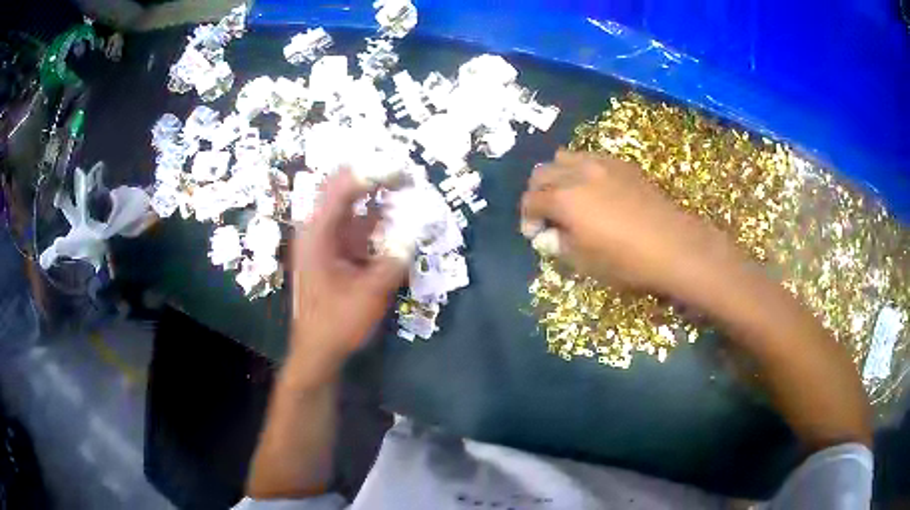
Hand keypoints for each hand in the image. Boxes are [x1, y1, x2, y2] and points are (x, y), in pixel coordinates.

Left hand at [289, 169, 405, 370]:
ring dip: (374, 199)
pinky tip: (393, 223)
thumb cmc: (337, 323)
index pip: (343, 187)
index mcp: (318, 234)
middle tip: (404, 177)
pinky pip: (353, 227)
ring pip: (349, 207)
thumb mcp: (370, 292)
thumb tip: (421, 226)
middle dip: (373, 179)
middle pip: (342, 189)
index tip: (404, 171)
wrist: (316, 351)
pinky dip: (373, 221)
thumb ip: (396, 258)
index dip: (373, 173)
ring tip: (404, 193)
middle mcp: (316, 230)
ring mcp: (323, 241)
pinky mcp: (331, 253)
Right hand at [521, 150, 726, 295]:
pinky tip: (594, 190)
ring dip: (557, 175)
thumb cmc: (626, 261)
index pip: (530, 200)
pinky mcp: (622, 164)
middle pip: (542, 172)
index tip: (534, 234)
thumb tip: (547, 236)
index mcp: (564, 199)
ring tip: (568, 196)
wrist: (673, 245)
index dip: (527, 218)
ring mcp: (602, 164)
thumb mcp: (584, 262)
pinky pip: (590, 157)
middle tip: (547, 214)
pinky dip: (581, 170)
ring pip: (564, 157)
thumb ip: (558, 245)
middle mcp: (578, 173)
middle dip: (537, 192)